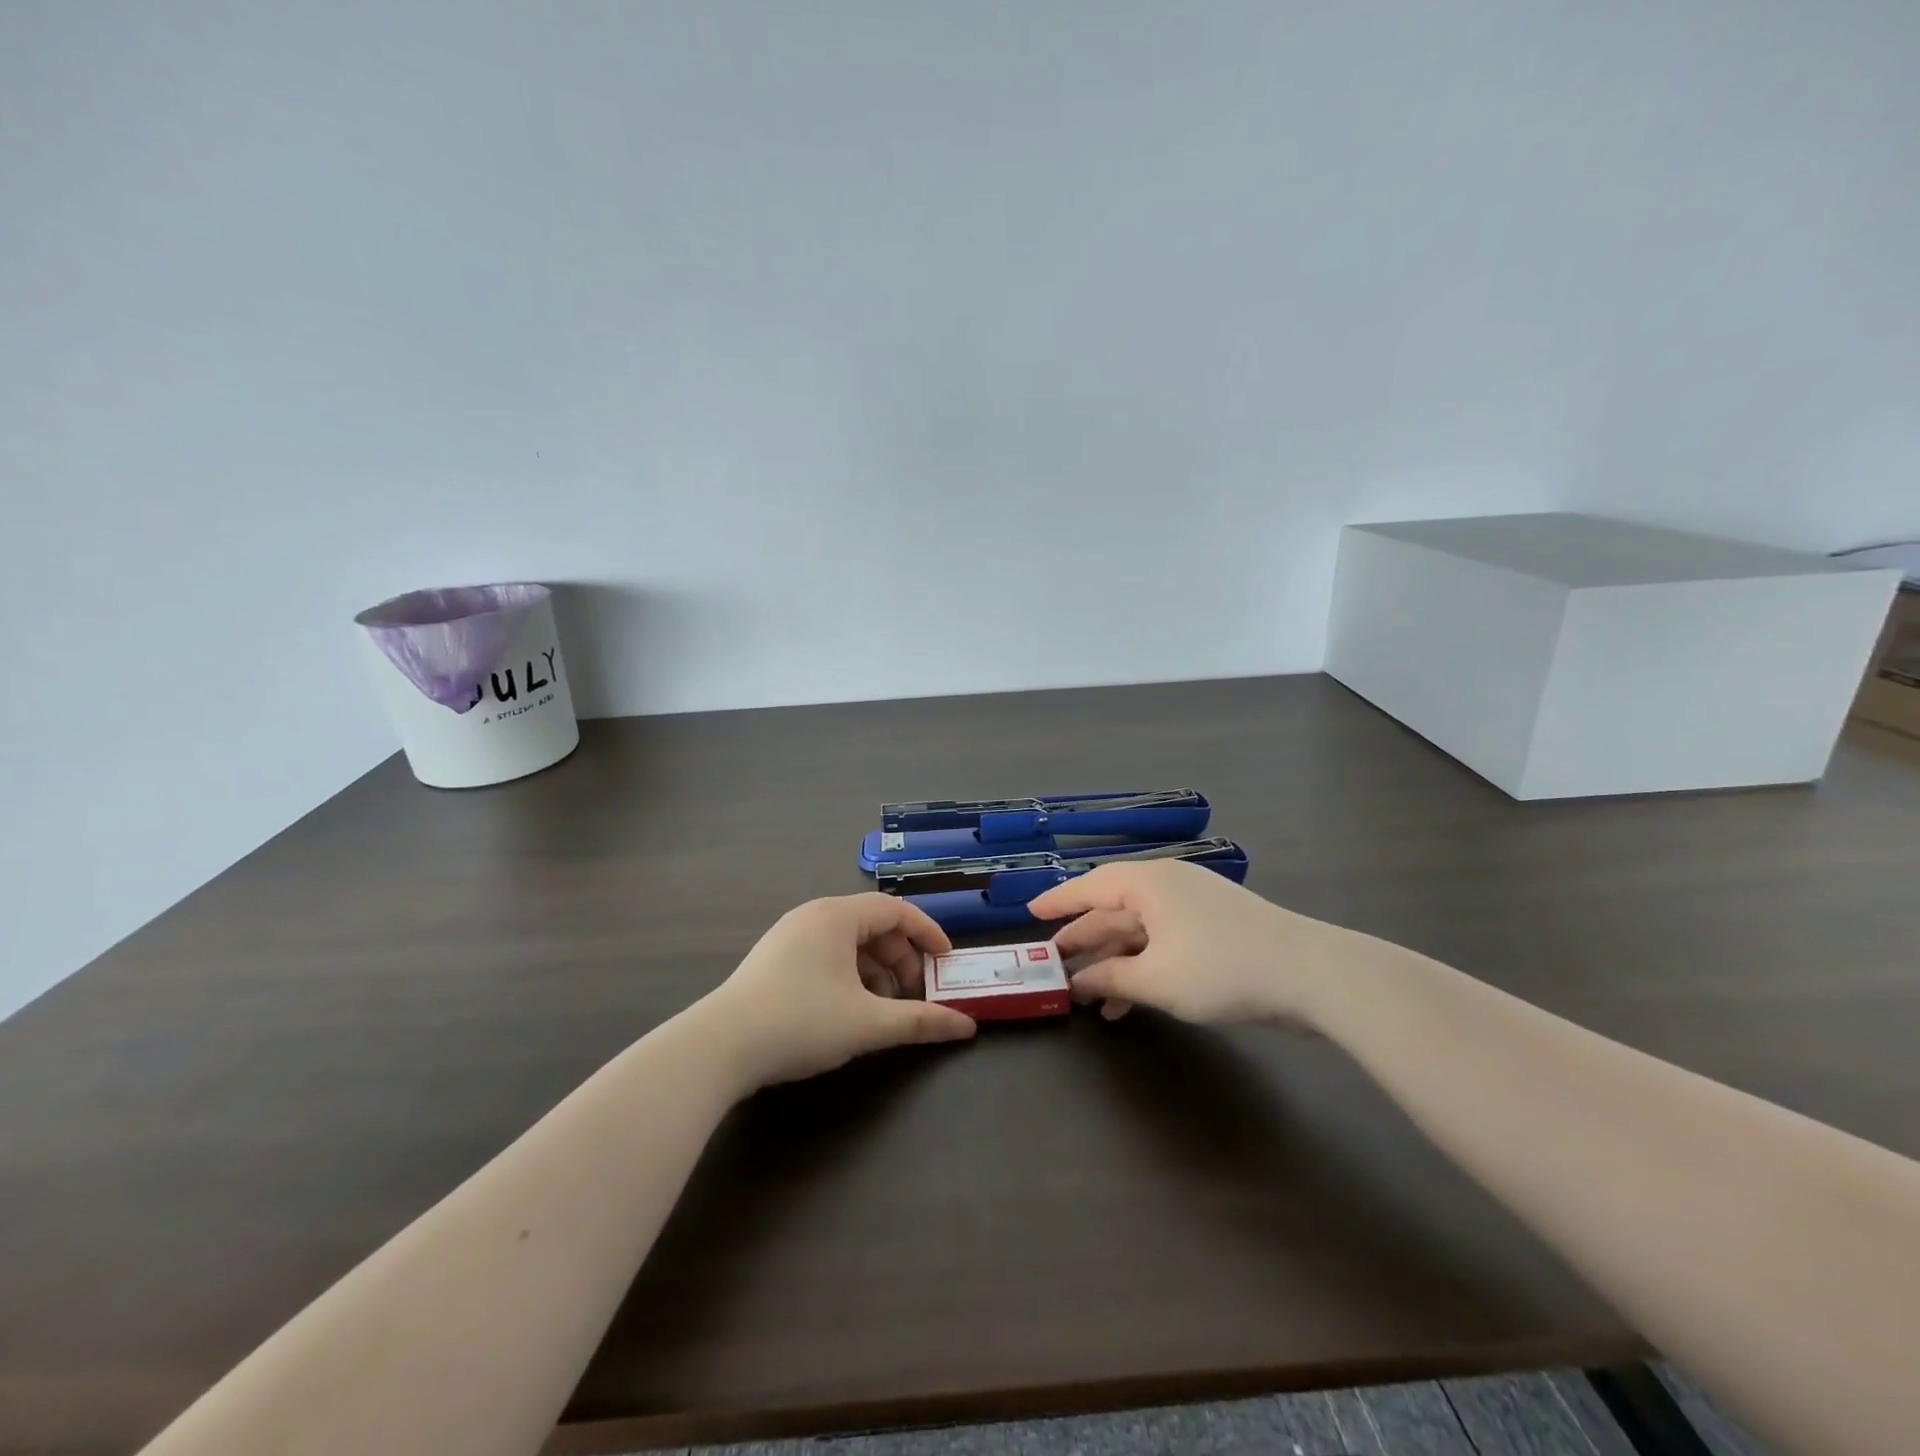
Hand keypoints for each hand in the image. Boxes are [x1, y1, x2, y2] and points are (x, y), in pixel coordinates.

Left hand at [704, 893, 976, 1088]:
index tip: (947, 961)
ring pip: (849, 943)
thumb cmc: (801, 1022)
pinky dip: (850, 976)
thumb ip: (920, 1021)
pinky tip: (850, 1010)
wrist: (719, 1048)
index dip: (928, 933)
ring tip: (885, 1010)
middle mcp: (813, 915)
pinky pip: (826, 955)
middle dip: (902, 960)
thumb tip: (966, 1027)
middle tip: (916, 996)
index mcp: (837, 916)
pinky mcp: (773, 960)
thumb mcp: (868, 1024)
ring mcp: (789, 936)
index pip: (896, 909)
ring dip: (876, 972)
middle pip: (873, 926)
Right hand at [1029, 860, 1365, 1027]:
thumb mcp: (1156, 979)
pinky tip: (1128, 1002)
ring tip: (1088, 996)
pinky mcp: (1214, 928)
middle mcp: (1167, 885)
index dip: (1058, 902)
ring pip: (1139, 930)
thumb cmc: (1221, 968)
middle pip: (1113, 909)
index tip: (1030, 913)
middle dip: (1084, 939)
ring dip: (1114, 962)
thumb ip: (1111, 978)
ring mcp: (1193, 906)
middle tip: (1054, 962)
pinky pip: (1163, 942)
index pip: (1089, 886)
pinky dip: (1143, 967)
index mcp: (1148, 883)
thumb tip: (1079, 981)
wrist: (1310, 974)